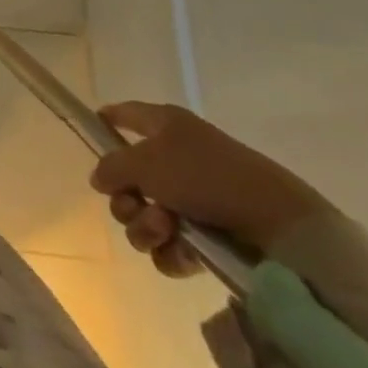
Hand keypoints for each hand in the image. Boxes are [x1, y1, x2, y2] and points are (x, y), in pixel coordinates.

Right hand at [89, 101, 330, 277]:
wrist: (276, 223)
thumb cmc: (205, 176)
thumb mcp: (146, 163)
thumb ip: (112, 166)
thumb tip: (100, 177)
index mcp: (165, 126)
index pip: (127, 114)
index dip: (107, 120)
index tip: (92, 131)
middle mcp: (176, 158)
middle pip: (128, 179)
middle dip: (125, 200)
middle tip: (137, 206)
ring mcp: (193, 198)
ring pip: (145, 215)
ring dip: (146, 227)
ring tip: (166, 231)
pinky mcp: (208, 235)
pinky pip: (169, 244)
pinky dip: (170, 250)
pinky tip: (183, 253)